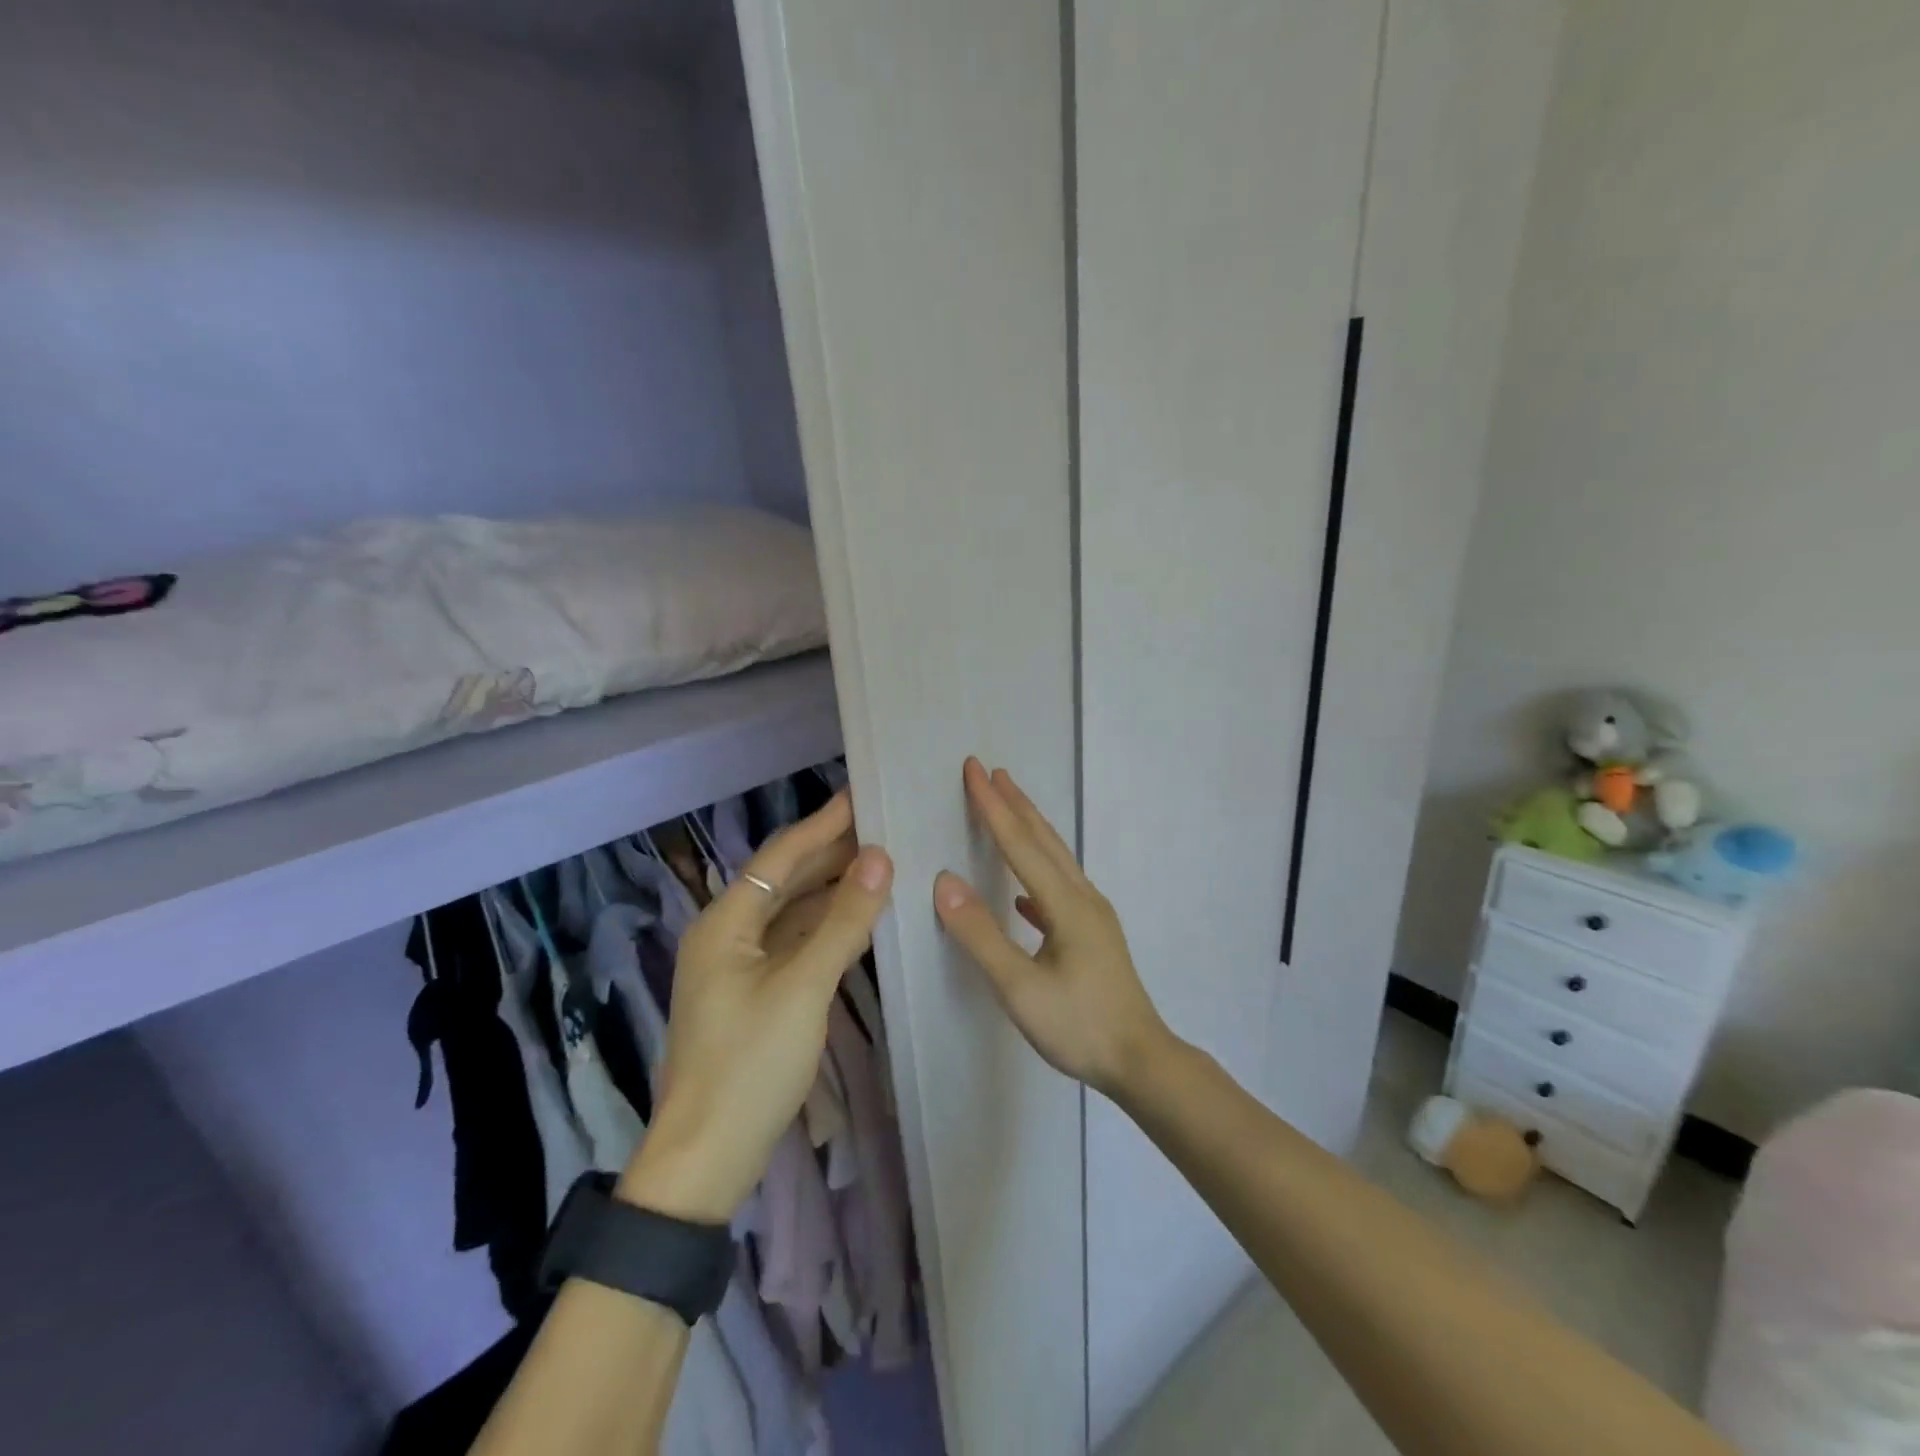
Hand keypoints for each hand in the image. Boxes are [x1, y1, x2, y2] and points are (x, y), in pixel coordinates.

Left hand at [620, 792, 892, 1221]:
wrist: (706, 1158)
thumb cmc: (750, 1065)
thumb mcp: (803, 988)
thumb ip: (843, 921)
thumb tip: (880, 858)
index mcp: (725, 922)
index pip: (781, 856)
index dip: (823, 824)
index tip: (862, 794)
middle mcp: (726, 934)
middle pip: (785, 880)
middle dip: (831, 853)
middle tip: (883, 826)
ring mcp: (738, 966)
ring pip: (791, 913)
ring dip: (832, 889)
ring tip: (880, 864)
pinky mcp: (752, 994)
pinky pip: (793, 943)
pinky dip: (825, 927)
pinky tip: (859, 918)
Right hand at [934, 758, 1171, 1097]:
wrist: (1140, 1061)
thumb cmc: (1078, 1026)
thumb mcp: (1019, 988)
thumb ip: (980, 934)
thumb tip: (944, 881)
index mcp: (1066, 904)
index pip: (1020, 844)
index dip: (994, 807)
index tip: (974, 770)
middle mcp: (1083, 898)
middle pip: (1044, 840)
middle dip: (1015, 804)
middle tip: (991, 771)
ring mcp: (1092, 916)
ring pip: (1056, 859)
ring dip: (1029, 830)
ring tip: (1007, 810)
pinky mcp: (1093, 934)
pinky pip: (1059, 888)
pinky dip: (1036, 873)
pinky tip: (1023, 893)